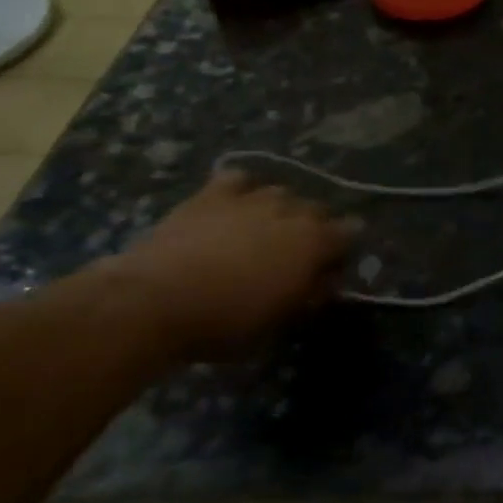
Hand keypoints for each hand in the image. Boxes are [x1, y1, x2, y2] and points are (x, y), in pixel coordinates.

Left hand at [101, 171, 358, 350]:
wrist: (153, 301)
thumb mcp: (281, 322)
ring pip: (281, 193)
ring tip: (262, 233)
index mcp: (315, 241)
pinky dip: (242, 191)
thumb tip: (325, 281)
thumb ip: (311, 294)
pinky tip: (233, 209)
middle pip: (318, 210)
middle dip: (314, 229)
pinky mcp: (212, 193)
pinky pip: (239, 180)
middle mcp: (292, 209)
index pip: (350, 234)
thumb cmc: (225, 320)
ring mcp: (252, 197)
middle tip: (295, 257)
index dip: (341, 253)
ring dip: (280, 211)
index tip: (327, 274)